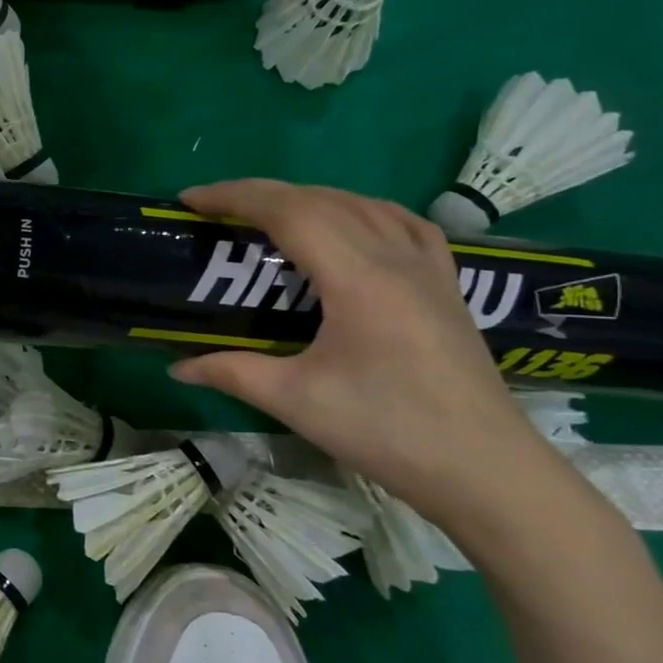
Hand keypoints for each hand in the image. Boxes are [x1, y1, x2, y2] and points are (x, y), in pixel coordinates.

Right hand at [168, 179, 560, 523]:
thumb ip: (232, 372)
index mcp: (359, 279)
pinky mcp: (446, 285)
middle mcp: (396, 258)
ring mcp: (429, 268)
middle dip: (261, 193)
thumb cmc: (386, 431)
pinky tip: (349, 225)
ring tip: (268, 213)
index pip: (290, 212)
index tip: (190, 200)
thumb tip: (177, 366)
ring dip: (308, 196)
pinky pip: (402, 223)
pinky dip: (361, 209)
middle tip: (214, 207)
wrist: (484, 470)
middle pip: (322, 199)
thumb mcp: (296, 401)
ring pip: (363, 204)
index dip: (235, 197)